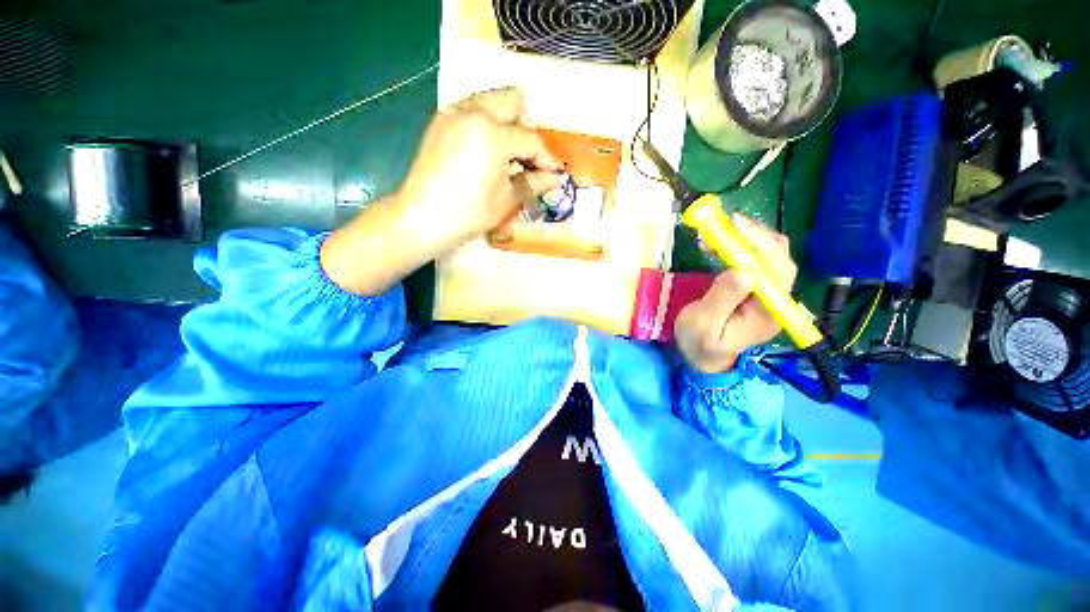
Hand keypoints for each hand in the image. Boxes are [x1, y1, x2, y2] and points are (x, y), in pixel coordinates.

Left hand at [397, 87, 564, 242]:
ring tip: (508, 153)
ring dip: (505, 121)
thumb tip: (555, 179)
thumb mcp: (507, 200)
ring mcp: (453, 113)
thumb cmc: (470, 213)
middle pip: (511, 101)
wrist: (423, 217)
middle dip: (526, 127)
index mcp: (494, 133)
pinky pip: (470, 110)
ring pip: (490, 101)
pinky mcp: (440, 121)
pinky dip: (485, 123)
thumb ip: (533, 183)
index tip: (554, 174)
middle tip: (528, 157)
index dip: (546, 159)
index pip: (530, 140)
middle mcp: (474, 112)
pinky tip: (486, 150)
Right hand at [675, 215, 797, 373]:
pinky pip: (757, 262)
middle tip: (725, 224)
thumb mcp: (704, 325)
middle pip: (779, 259)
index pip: (776, 270)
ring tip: (720, 232)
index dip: (760, 244)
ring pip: (770, 257)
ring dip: (748, 238)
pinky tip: (724, 243)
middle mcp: (775, 300)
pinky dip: (742, 246)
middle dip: (755, 236)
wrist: (703, 359)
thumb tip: (743, 270)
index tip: (734, 226)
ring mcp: (767, 294)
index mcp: (767, 311)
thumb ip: (723, 299)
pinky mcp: (756, 290)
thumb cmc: (700, 344)